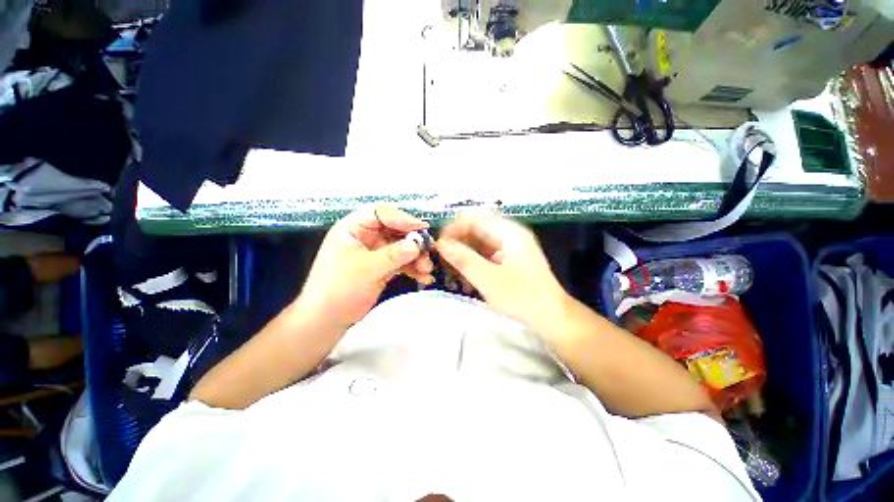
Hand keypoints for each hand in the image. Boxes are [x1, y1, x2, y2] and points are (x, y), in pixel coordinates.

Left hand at [297, 205, 433, 327]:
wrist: (327, 319)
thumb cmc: (338, 289)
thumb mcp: (367, 269)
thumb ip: (394, 255)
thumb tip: (418, 244)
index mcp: (354, 228)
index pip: (381, 213)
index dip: (402, 218)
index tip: (421, 228)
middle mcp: (366, 236)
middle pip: (395, 230)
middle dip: (413, 241)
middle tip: (429, 250)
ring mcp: (375, 252)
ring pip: (402, 247)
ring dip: (416, 257)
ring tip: (427, 269)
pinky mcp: (382, 267)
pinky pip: (402, 262)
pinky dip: (413, 269)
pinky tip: (424, 277)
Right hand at [436, 211, 568, 329]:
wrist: (552, 318)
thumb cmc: (522, 298)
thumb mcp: (488, 280)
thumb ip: (463, 259)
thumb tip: (440, 244)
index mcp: (509, 232)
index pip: (474, 218)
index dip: (454, 229)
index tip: (439, 246)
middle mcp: (510, 234)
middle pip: (476, 228)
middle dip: (458, 243)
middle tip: (445, 261)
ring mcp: (511, 246)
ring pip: (480, 242)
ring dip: (465, 253)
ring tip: (454, 271)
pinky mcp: (510, 258)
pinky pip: (486, 253)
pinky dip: (474, 262)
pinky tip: (468, 277)